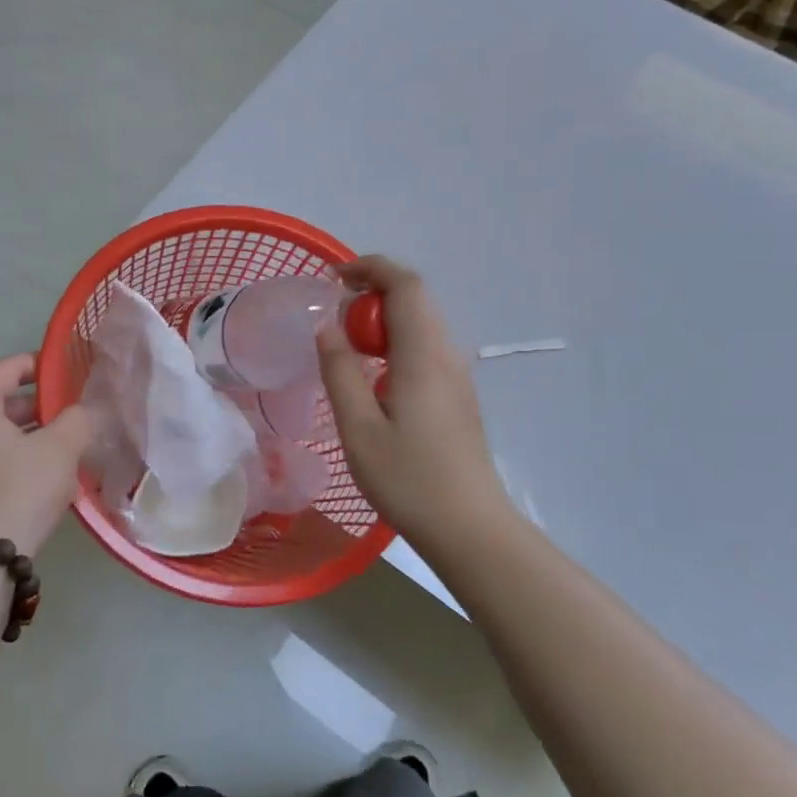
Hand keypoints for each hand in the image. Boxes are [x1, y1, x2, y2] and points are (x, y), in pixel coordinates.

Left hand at [0, 355, 98, 555]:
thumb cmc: (19, 489)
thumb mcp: (60, 448)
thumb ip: (79, 418)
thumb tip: (86, 410)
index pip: (8, 368)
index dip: (43, 365)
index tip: (74, 372)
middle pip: (3, 400)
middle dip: (43, 404)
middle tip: (79, 412)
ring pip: (0, 432)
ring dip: (35, 433)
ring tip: (72, 443)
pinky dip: (20, 455)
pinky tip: (51, 472)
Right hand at [317, 256, 510, 547]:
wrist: (469, 527)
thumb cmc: (409, 480)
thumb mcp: (358, 428)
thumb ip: (339, 371)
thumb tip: (327, 326)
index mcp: (423, 355)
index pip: (405, 285)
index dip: (370, 268)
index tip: (333, 278)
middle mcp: (446, 355)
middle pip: (415, 299)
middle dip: (372, 292)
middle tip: (333, 315)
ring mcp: (457, 375)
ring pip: (421, 323)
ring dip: (383, 319)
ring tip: (348, 344)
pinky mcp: (457, 395)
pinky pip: (425, 348)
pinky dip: (395, 342)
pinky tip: (374, 377)